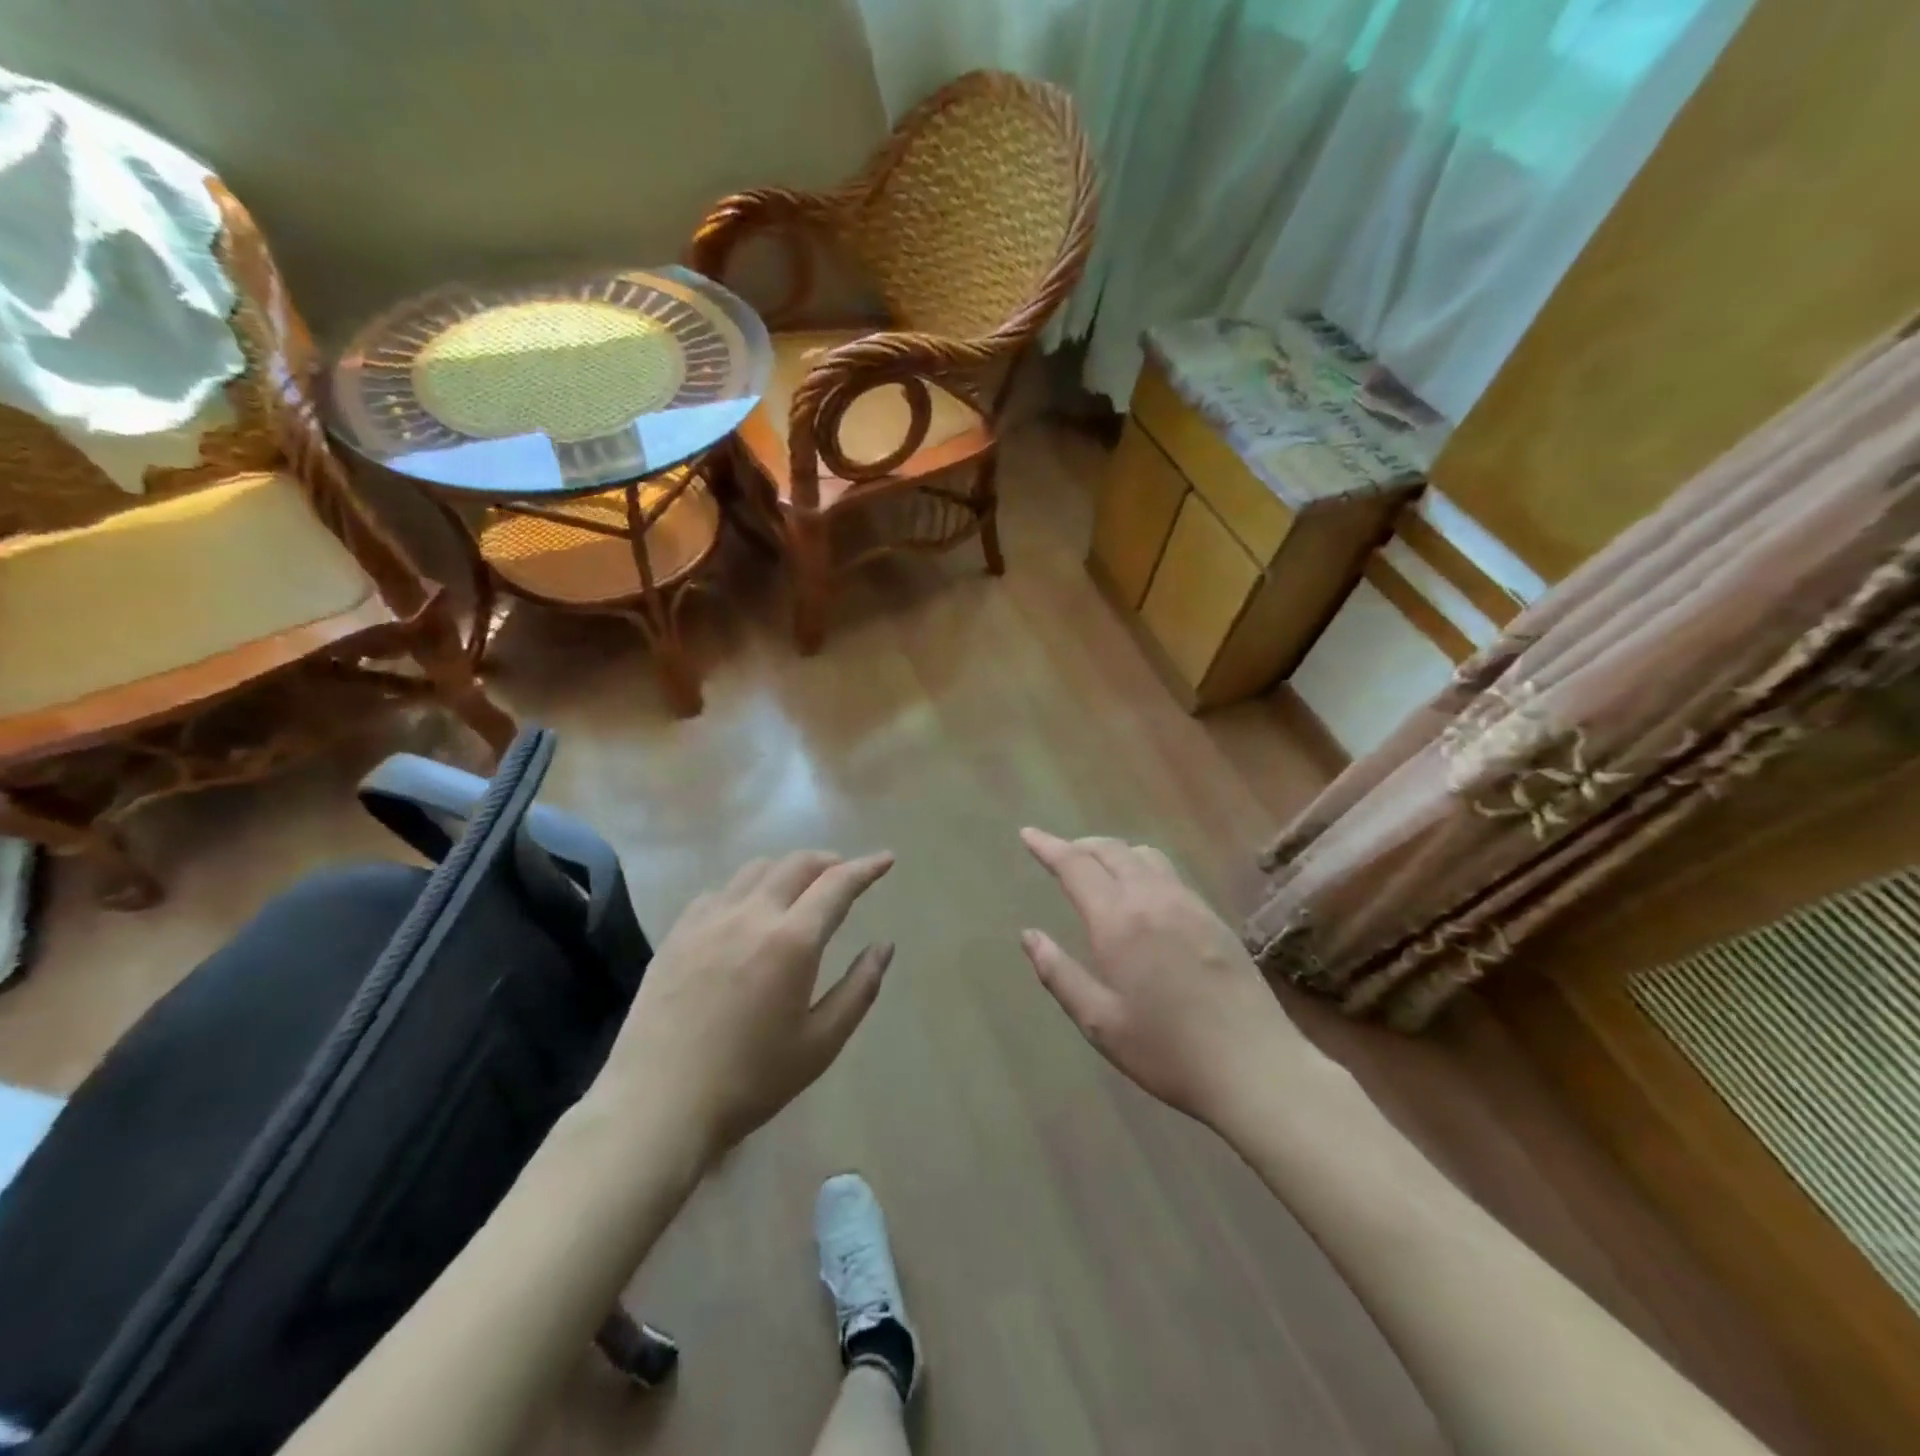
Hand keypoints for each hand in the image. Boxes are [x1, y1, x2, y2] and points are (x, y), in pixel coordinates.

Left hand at [603, 850, 895, 1160]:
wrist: (658, 1104)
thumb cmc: (751, 1080)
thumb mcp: (821, 1043)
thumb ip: (859, 988)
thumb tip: (884, 946)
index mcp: (792, 941)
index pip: (837, 884)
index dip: (866, 868)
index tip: (886, 859)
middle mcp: (751, 915)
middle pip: (796, 864)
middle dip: (829, 861)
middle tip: (846, 873)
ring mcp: (708, 920)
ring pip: (756, 870)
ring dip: (787, 869)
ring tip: (800, 888)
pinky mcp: (677, 933)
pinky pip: (719, 891)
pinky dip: (747, 888)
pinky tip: (747, 912)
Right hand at [1019, 829, 1325, 1128]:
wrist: (1255, 1066)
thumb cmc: (1167, 1051)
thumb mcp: (1100, 1022)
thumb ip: (1059, 973)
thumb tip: (1029, 935)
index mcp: (1118, 921)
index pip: (1075, 866)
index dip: (1048, 847)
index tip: (1028, 834)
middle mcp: (1152, 899)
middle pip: (1110, 850)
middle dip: (1079, 846)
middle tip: (1058, 853)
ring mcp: (1188, 904)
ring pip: (1144, 855)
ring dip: (1113, 852)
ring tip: (1098, 868)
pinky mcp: (1213, 916)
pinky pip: (1169, 873)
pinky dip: (1142, 866)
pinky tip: (1141, 893)